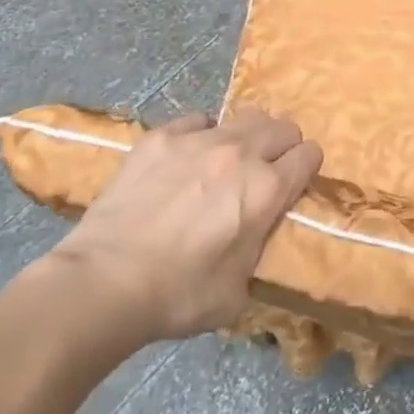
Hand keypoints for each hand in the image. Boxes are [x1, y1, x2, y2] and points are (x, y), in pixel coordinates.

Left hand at [35, 109, 321, 362]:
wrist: (103, 283)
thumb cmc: (178, 296)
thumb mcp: (237, 292)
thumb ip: (258, 252)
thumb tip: (257, 238)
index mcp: (267, 190)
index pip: (309, 156)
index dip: (307, 167)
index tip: (297, 180)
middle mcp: (241, 153)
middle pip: (282, 126)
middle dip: (283, 145)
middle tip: (268, 168)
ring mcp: (198, 138)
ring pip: (243, 116)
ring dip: (246, 136)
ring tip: (228, 159)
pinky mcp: (160, 136)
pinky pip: (197, 120)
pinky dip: (200, 134)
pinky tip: (186, 158)